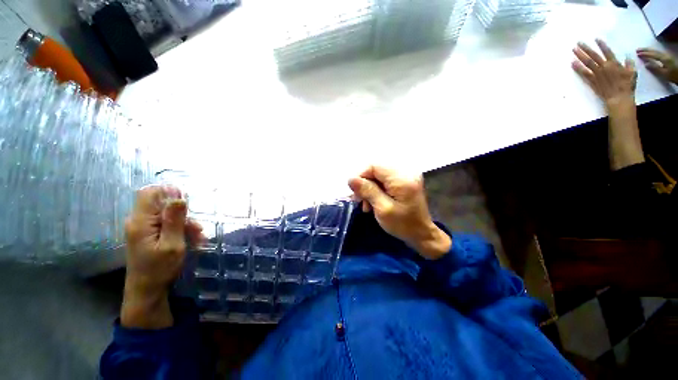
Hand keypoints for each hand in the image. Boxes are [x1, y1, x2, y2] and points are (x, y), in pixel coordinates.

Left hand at [121, 185, 202, 328]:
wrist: (147, 290)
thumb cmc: (159, 269)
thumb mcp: (172, 244)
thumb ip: (174, 220)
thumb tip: (177, 197)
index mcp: (141, 222)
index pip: (150, 193)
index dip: (169, 192)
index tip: (187, 203)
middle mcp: (138, 221)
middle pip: (160, 204)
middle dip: (182, 212)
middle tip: (197, 227)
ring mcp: (142, 229)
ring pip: (166, 215)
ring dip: (184, 223)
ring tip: (199, 237)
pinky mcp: (147, 235)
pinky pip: (165, 224)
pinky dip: (179, 229)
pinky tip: (192, 240)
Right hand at [348, 166, 450, 259]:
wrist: (421, 233)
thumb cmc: (403, 224)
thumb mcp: (383, 209)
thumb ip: (367, 191)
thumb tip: (350, 178)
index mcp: (402, 178)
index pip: (374, 166)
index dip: (361, 176)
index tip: (356, 193)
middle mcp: (405, 171)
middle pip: (375, 170)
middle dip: (365, 184)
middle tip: (361, 201)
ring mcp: (405, 175)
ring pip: (378, 175)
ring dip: (369, 188)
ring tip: (367, 204)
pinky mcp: (404, 181)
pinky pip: (384, 180)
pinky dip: (376, 189)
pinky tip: (374, 201)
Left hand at [572, 39, 636, 109]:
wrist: (619, 99)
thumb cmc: (627, 86)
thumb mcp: (632, 73)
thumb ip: (629, 64)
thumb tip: (627, 57)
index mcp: (614, 64)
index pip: (607, 52)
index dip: (601, 45)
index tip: (595, 39)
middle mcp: (604, 67)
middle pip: (593, 56)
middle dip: (585, 48)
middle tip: (578, 43)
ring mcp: (597, 74)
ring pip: (587, 62)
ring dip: (580, 55)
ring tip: (573, 50)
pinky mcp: (592, 81)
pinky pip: (583, 73)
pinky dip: (577, 68)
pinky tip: (572, 63)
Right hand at [637, 48, 677, 84]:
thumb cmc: (672, 75)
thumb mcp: (664, 73)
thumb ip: (655, 68)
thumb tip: (646, 64)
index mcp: (664, 59)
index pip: (653, 55)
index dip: (645, 54)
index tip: (638, 54)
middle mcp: (665, 55)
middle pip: (654, 51)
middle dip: (646, 50)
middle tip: (637, 49)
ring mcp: (666, 55)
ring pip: (656, 51)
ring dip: (648, 50)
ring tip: (642, 50)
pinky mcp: (667, 57)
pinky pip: (658, 52)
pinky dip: (652, 51)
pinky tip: (649, 52)